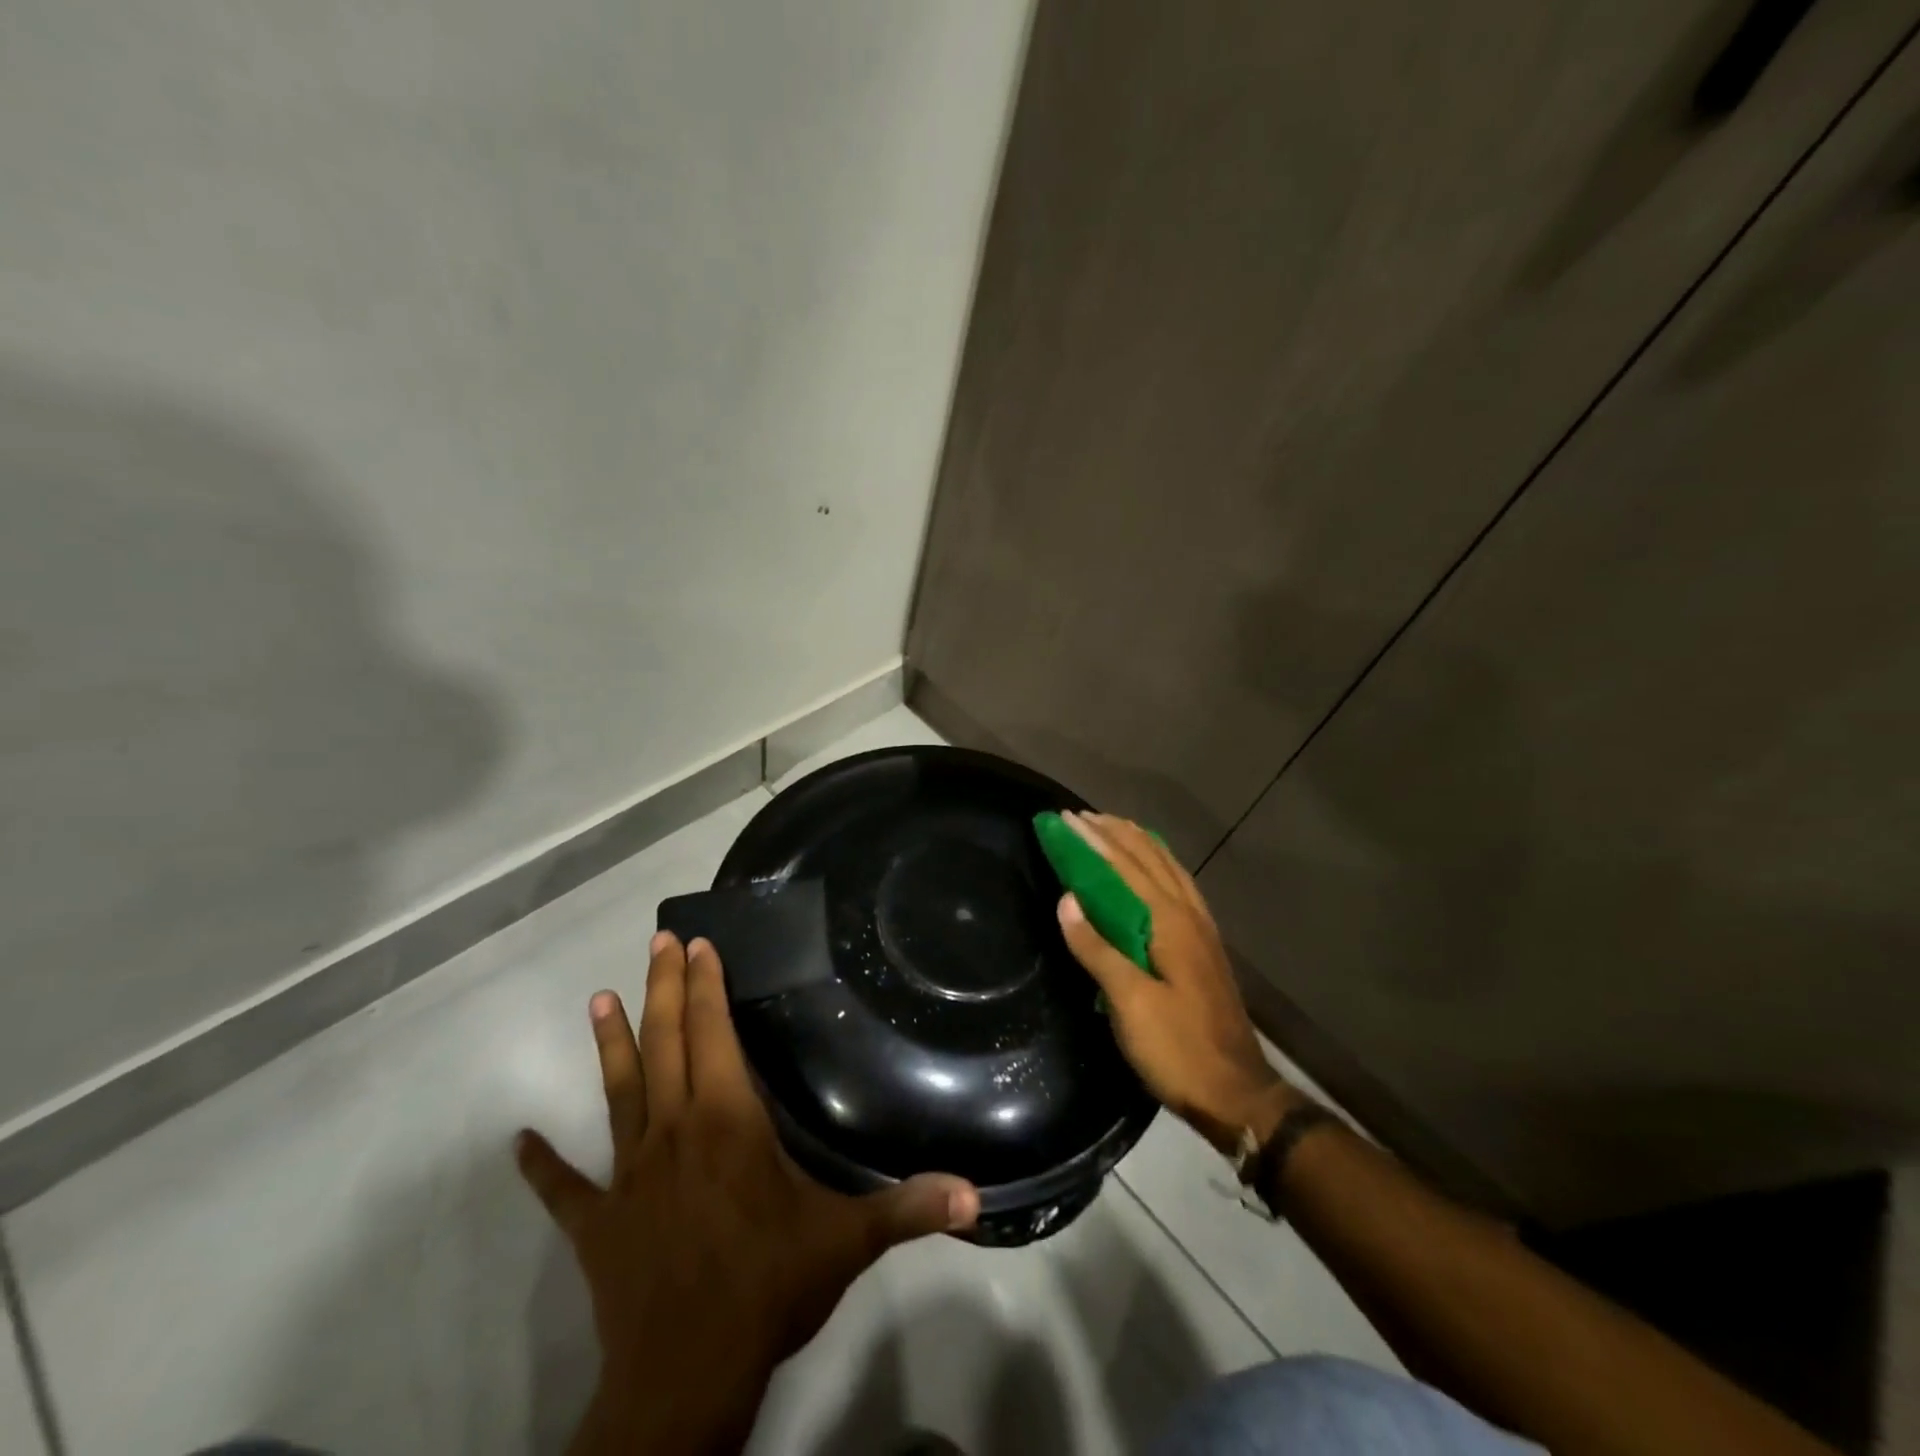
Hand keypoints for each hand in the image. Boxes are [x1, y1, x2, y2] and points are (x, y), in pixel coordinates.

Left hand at [516, 931, 979, 1455]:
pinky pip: (564, 1190)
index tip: (698, 944)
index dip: (705, 986)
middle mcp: (673, 1131)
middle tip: (658, 941)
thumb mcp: (848, 1242)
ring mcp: (627, 1176)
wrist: (685, 1379)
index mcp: (726, 1121)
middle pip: (664, 1044)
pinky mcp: (597, 1225)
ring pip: (618, 1093)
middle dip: (662, 989)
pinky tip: (518, 1144)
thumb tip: (976, 1196)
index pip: (713, 1034)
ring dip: (609, 1045)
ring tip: (599, 999)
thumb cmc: (767, 1288)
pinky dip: (541, 1167)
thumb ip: (910, 1209)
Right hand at [1054, 812, 1301, 1154]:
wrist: (1238, 1094)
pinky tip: (1152, 868)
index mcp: (1169, 923)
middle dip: (1114, 833)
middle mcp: (1188, 915)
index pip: (1125, 868)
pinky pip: (1178, 886)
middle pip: (1149, 859)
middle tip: (1082, 816)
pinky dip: (1158, 864)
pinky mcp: (1204, 946)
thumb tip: (1067, 899)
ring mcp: (1201, 930)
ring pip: (1168, 869)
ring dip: (1138, 843)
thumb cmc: (1178, 1049)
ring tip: (1113, 826)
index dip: (1094, 841)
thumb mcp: (1130, 1004)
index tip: (1066, 819)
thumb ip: (1098, 949)